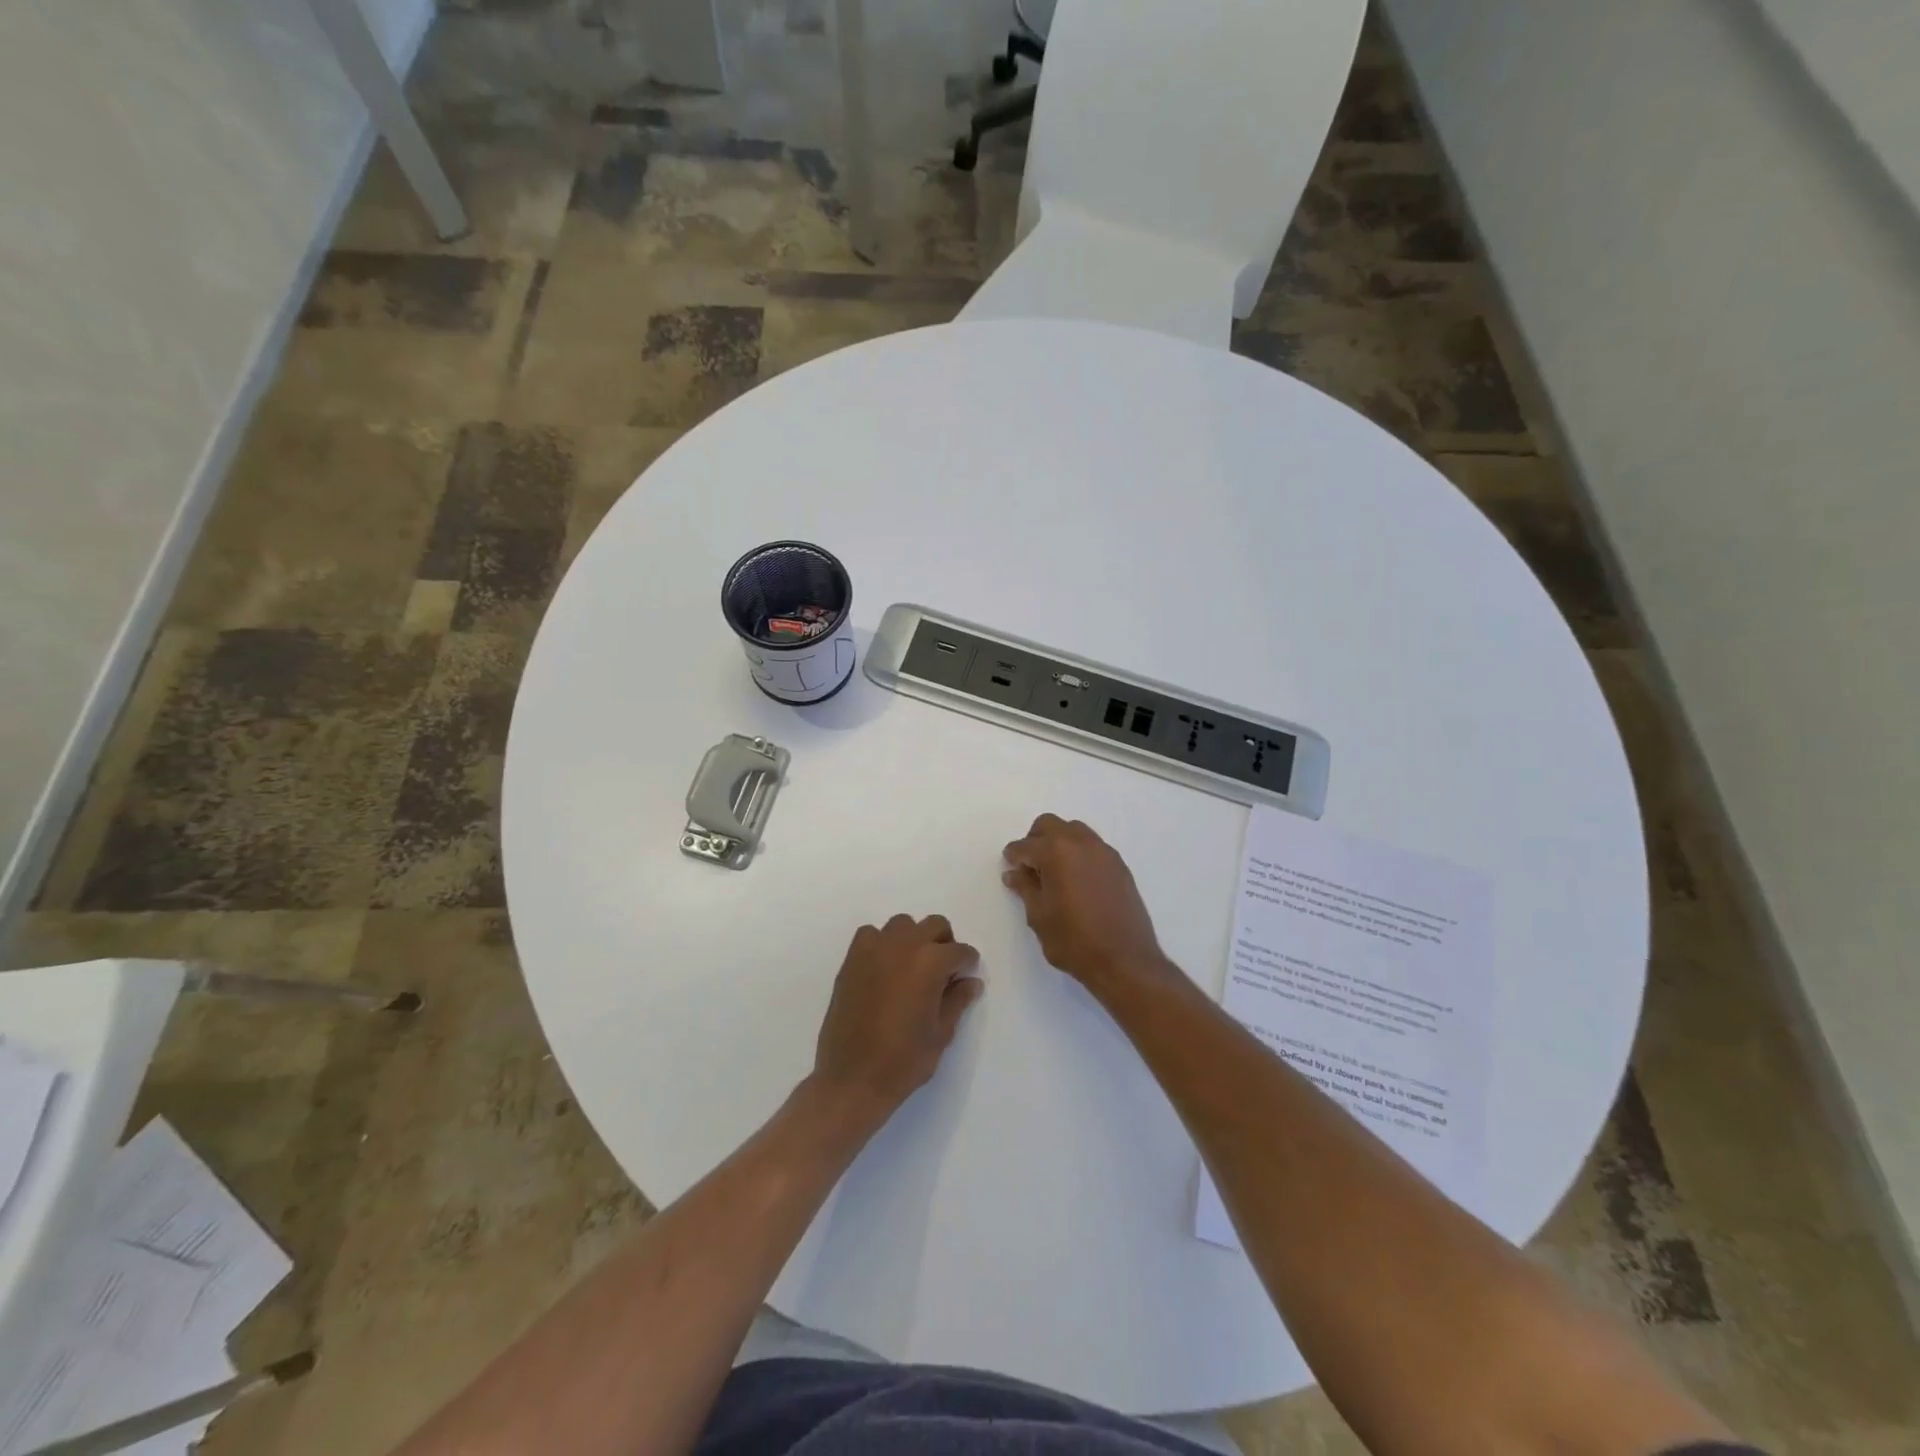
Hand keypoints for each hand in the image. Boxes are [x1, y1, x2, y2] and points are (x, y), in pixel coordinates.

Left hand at [811, 914, 982, 1129]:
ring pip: (903, 925)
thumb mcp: (941, 1033)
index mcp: (930, 963)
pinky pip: (871, 935)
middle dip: (945, 944)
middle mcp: (904, 946)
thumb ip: (957, 1000)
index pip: (960, 951)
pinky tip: (884, 968)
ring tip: (913, 968)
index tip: (966, 976)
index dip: (967, 964)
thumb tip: (970, 981)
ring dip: (914, 939)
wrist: (852, 1079)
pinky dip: (882, 943)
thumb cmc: (903, 1061)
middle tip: (943, 972)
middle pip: (934, 926)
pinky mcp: (851, 959)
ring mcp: (874, 949)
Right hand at [1002, 814, 1167, 989]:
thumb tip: (1014, 873)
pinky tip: (1076, 880)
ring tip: (1054, 873)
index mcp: (1056, 852)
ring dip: (1059, 843)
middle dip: (1034, 841)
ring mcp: (1104, 852)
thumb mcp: (1039, 916)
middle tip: (1030, 867)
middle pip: (1049, 825)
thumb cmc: (1074, 941)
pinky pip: (1092, 846)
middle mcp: (1081, 842)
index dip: (1013, 856)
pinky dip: (1079, 853)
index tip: (1009, 867)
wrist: (1125, 960)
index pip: (1025, 846)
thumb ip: (1025, 888)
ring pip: (1074, 831)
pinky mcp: (1119, 865)